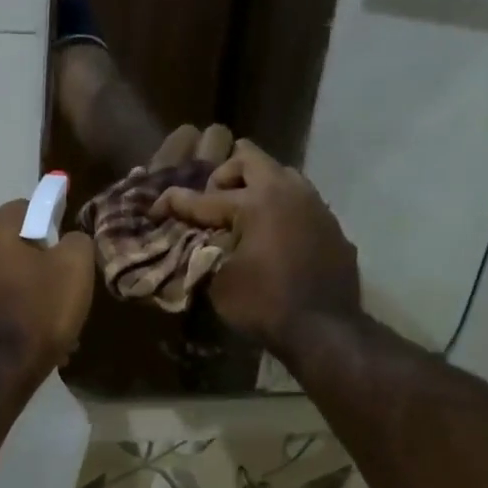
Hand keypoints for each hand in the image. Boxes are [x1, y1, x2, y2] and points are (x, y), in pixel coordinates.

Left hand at [0, 199, 95, 384]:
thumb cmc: (36, 313)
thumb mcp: (74, 269)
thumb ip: (77, 241)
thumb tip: (68, 240)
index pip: (28, 208)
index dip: (53, 228)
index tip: (68, 258)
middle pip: (13, 245)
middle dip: (40, 266)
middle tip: (64, 295)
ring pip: (5, 278)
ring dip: (28, 295)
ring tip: (51, 327)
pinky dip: (12, 315)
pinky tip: (31, 341)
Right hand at [151, 141, 359, 349]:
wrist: (324, 329)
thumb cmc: (264, 306)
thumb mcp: (219, 284)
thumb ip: (204, 255)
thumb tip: (197, 246)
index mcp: (255, 203)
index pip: (204, 198)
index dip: (175, 203)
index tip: (156, 207)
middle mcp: (287, 192)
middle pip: (250, 159)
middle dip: (223, 174)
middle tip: (211, 199)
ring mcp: (315, 206)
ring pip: (281, 174)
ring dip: (257, 186)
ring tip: (242, 213)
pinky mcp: (331, 225)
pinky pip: (301, 202)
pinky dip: (280, 209)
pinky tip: (272, 236)